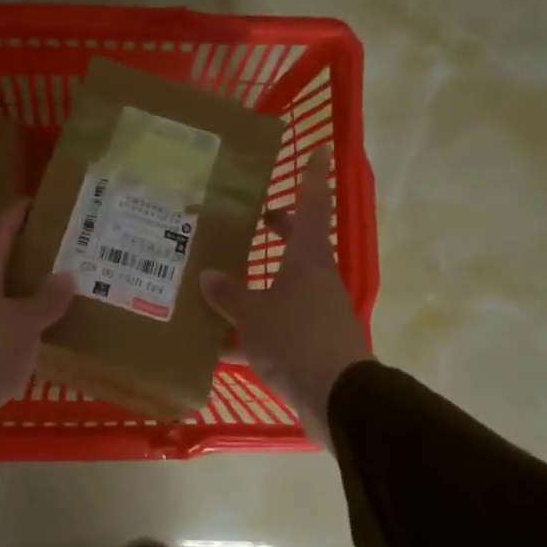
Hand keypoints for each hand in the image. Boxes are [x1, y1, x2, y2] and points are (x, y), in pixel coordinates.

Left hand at [0, 199, 74, 465]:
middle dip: (29, 257)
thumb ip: (45, 300)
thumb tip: (66, 274)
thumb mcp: (22, 323)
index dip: (16, 214)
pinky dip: (24, 332)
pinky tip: (46, 338)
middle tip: (66, 250)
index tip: (38, 200)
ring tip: (64, 293)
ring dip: (28, 297)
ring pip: (2, 303)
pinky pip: (3, 336)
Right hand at [201, 145, 371, 452]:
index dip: (312, 177)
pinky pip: (278, 325)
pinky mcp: (312, 343)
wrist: (338, 398)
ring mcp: (316, 312)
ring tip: (219, 281)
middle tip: (252, 217)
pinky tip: (220, 344)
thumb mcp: (253, 315)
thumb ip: (229, 295)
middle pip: (299, 244)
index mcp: (308, 260)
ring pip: (284, 287)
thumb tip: (208, 277)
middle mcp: (316, 280)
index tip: (316, 148)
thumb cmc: (297, 341)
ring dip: (258, 283)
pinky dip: (253, 330)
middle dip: (279, 229)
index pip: (313, 206)